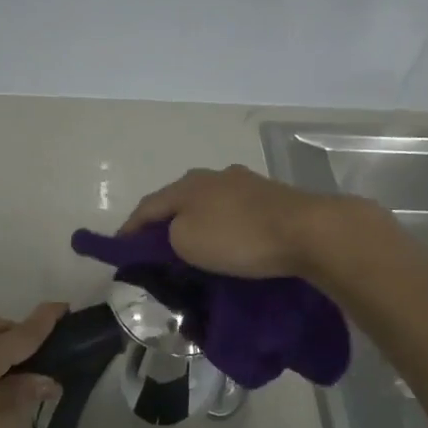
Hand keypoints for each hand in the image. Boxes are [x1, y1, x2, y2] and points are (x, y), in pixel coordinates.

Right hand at [121, 165, 344, 278]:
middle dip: (164, 224)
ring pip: (208, 205)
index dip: (129, 229)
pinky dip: (222, 227)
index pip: (147, 207)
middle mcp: (212, 176)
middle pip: (178, 201)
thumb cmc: (238, 237)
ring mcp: (244, 183)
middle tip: (156, 251)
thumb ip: (168, 236)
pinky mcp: (270, 197)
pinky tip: (227, 242)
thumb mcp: (186, 242)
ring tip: (192, 248)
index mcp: (186, 185)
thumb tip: (175, 235)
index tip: (120, 249)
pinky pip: (233, 213)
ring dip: (196, 224)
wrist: (308, 231)